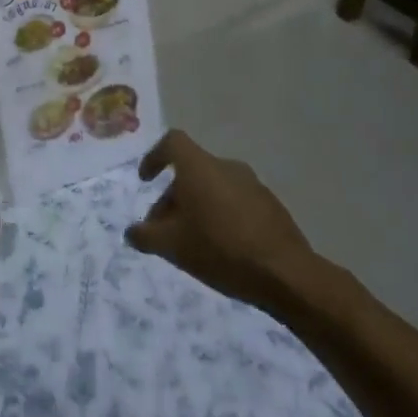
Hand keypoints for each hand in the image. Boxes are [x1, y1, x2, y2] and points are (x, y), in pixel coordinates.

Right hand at [125, 130, 318, 315]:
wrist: (286, 274)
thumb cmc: (220, 249)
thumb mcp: (172, 246)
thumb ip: (145, 236)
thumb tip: (131, 232)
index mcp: (200, 167)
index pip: (172, 142)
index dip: (154, 156)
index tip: (145, 180)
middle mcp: (226, 166)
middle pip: (191, 171)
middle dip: (172, 197)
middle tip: (163, 229)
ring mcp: (252, 184)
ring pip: (213, 187)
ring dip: (197, 207)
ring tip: (191, 242)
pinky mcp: (271, 205)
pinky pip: (235, 201)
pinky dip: (220, 215)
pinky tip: (221, 247)